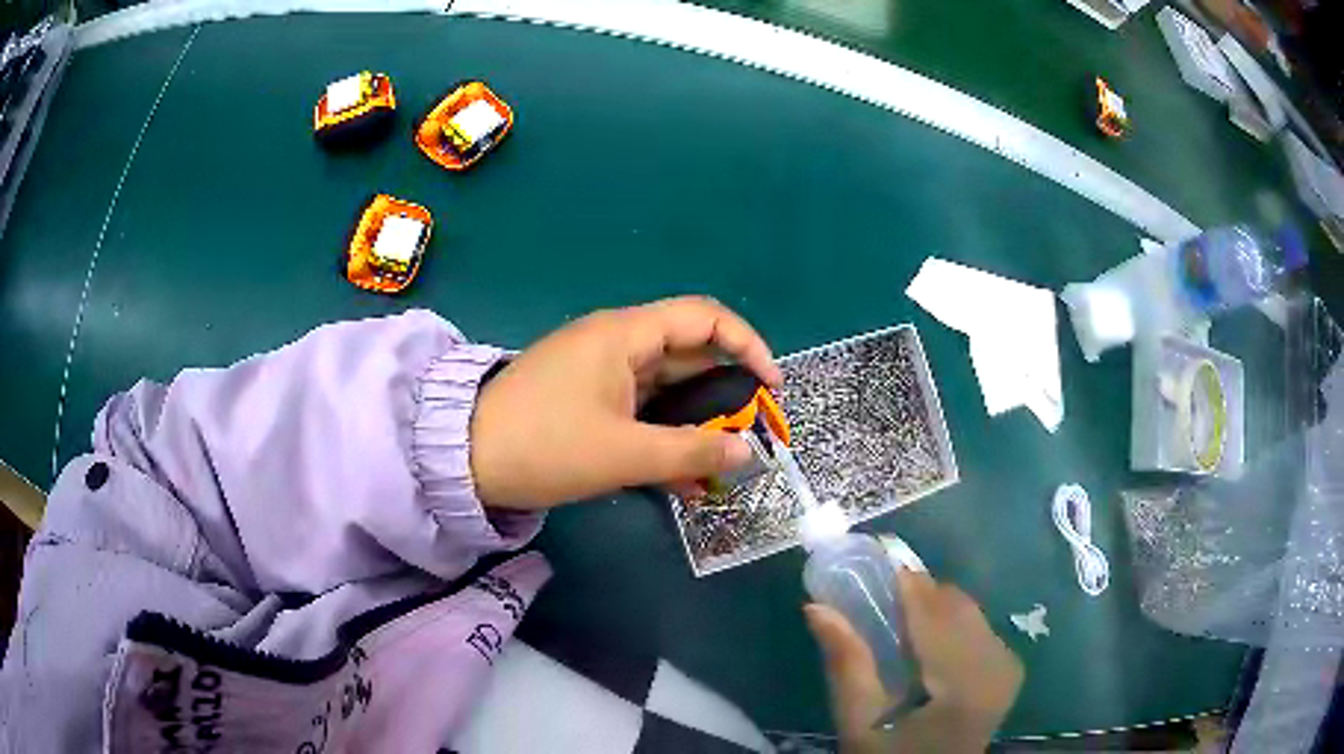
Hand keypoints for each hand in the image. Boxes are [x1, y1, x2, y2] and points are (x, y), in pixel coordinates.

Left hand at [470, 296, 781, 508]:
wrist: (463, 459)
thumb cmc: (545, 445)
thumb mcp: (623, 453)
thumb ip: (691, 452)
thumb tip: (748, 453)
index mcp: (625, 335)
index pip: (704, 317)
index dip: (747, 345)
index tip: (771, 388)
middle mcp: (616, 343)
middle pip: (688, 356)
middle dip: (724, 397)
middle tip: (749, 439)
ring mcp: (599, 372)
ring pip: (666, 390)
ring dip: (694, 426)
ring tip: (718, 468)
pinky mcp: (587, 399)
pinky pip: (639, 410)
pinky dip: (663, 437)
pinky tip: (681, 479)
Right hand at [805, 570, 1022, 753]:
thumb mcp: (859, 722)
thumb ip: (845, 663)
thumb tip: (816, 607)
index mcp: (964, 683)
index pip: (934, 613)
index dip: (903, 582)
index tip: (868, 561)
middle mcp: (997, 664)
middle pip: (954, 603)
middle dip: (914, 593)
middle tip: (874, 595)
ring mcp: (1008, 663)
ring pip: (967, 609)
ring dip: (931, 605)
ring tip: (895, 617)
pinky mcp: (1009, 665)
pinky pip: (977, 624)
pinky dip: (947, 621)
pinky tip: (924, 639)